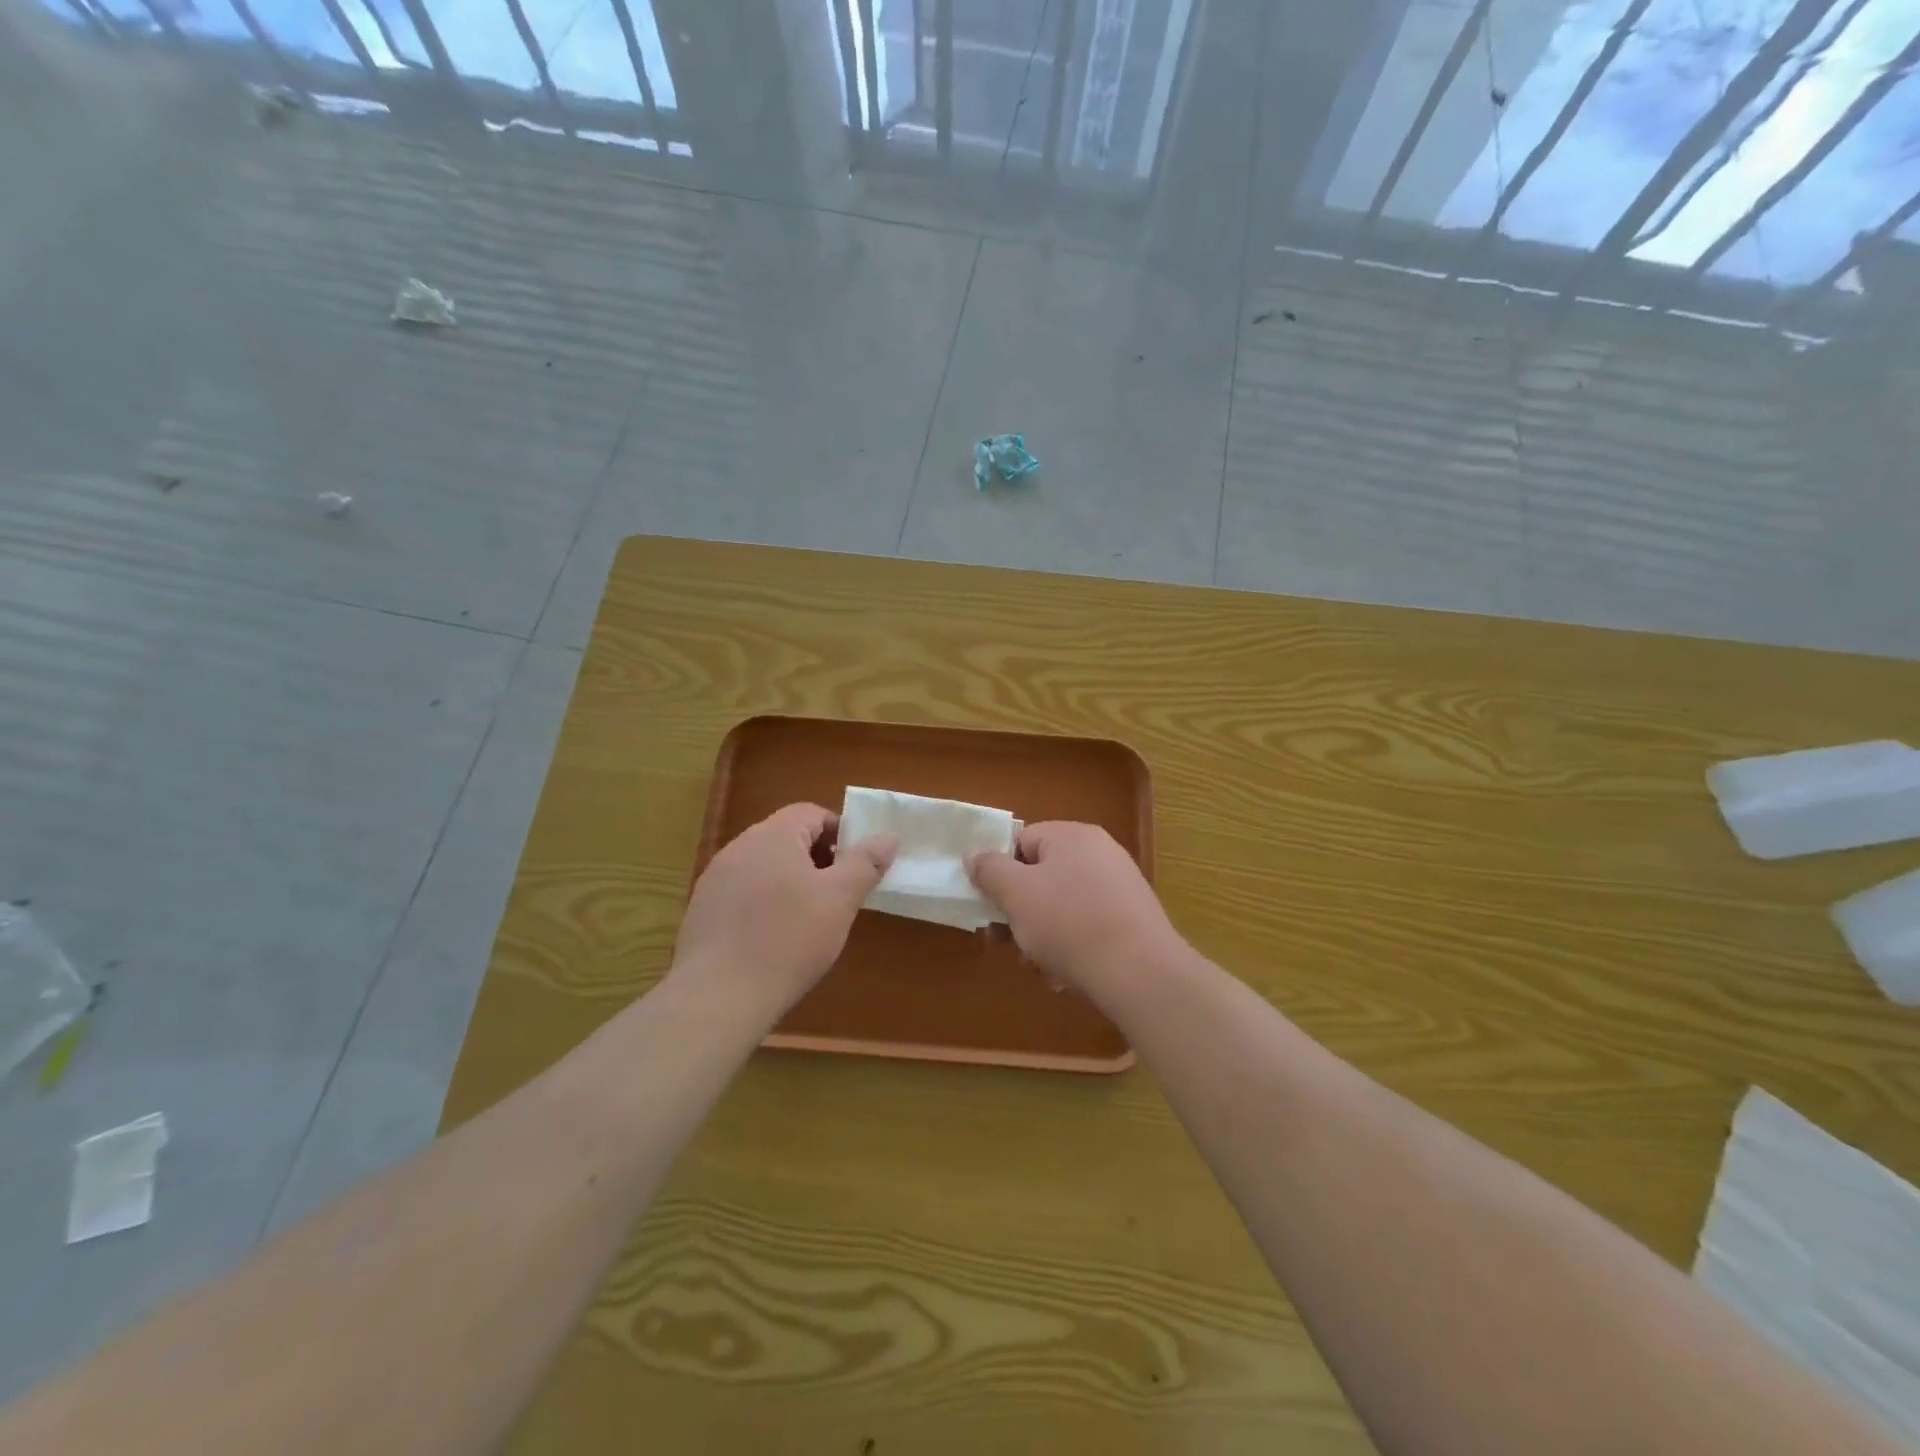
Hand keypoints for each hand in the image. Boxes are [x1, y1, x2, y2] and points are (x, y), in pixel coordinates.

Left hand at [675, 803, 896, 1013]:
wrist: (720, 996)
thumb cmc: (789, 939)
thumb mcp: (840, 900)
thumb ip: (866, 863)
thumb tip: (888, 836)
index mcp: (773, 835)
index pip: (811, 813)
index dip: (840, 833)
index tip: (855, 866)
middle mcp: (739, 847)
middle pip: (787, 838)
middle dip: (817, 859)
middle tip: (838, 894)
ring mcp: (716, 878)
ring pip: (765, 867)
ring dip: (790, 882)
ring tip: (809, 919)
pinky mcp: (702, 910)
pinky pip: (743, 893)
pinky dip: (764, 904)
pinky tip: (774, 938)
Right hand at [966, 822, 1180, 996]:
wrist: (1140, 973)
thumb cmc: (1069, 924)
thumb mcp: (1016, 894)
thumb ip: (989, 870)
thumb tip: (973, 853)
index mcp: (1072, 836)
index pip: (1021, 842)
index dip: (1000, 873)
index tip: (991, 906)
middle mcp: (1100, 853)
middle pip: (1041, 876)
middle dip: (1020, 911)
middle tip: (1006, 941)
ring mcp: (1120, 887)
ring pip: (1062, 907)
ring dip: (1042, 936)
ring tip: (1039, 966)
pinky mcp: (1133, 920)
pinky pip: (1088, 927)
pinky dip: (1071, 947)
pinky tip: (1066, 976)